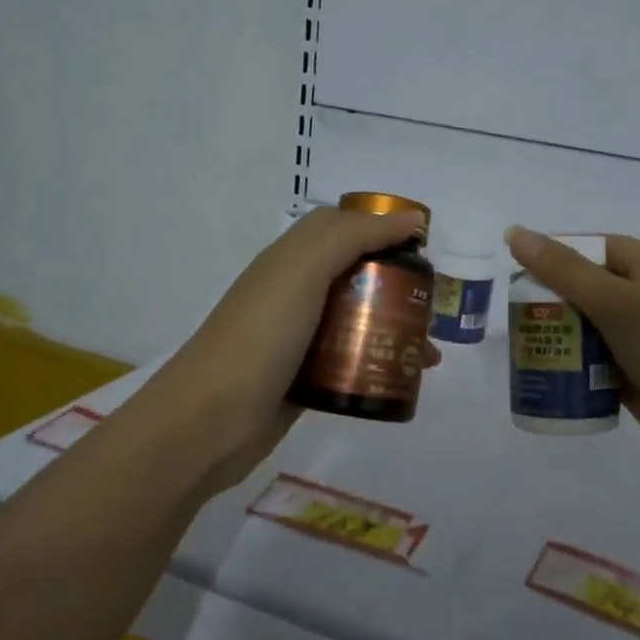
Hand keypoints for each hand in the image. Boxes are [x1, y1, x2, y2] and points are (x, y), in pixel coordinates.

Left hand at [132, 207, 440, 495]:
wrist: (210, 420)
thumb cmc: (260, 335)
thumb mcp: (304, 270)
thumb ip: (354, 236)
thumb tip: (410, 219)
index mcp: (290, 258)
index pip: (341, 226)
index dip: (382, 228)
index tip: (424, 248)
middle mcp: (294, 292)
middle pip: (355, 274)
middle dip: (397, 284)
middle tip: (430, 306)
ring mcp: (298, 338)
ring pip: (356, 321)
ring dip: (394, 328)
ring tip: (428, 353)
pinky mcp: (304, 378)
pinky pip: (349, 361)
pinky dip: (377, 363)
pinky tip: (402, 379)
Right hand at [504, 227, 639, 483]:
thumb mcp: (615, 300)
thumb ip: (562, 269)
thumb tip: (515, 231)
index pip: (591, 248)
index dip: (553, 256)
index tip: (516, 275)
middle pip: (584, 290)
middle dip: (549, 304)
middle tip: (513, 322)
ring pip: (587, 331)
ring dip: (558, 340)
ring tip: (522, 353)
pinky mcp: (638, 376)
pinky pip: (595, 365)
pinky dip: (573, 371)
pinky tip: (546, 380)